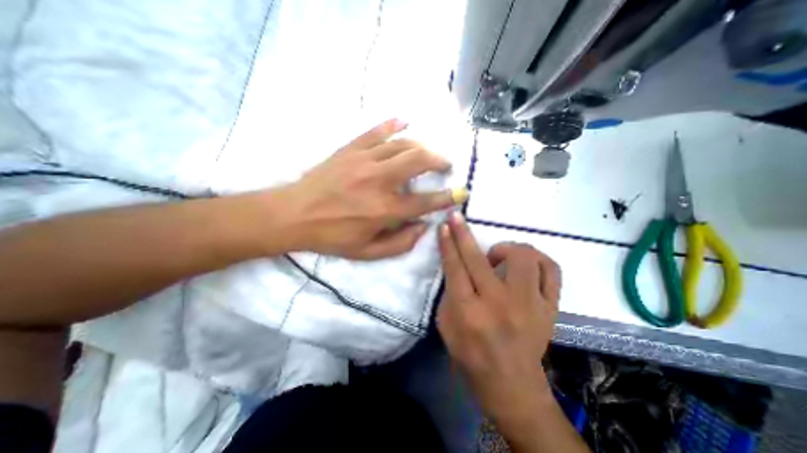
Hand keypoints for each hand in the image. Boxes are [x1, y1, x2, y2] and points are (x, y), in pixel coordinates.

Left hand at [278, 119, 456, 259]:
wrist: (294, 215)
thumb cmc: (332, 237)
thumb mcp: (368, 252)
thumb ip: (401, 243)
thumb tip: (423, 227)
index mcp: (385, 210)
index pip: (426, 201)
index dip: (447, 197)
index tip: (460, 192)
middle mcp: (379, 181)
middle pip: (419, 160)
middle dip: (439, 160)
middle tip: (445, 164)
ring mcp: (364, 160)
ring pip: (402, 144)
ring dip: (421, 146)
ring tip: (428, 152)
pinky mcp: (350, 149)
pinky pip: (376, 131)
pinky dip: (393, 124)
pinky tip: (404, 121)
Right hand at [435, 213, 562, 434]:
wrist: (511, 384)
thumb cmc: (470, 355)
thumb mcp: (446, 324)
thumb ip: (450, 291)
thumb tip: (457, 263)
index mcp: (469, 312)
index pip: (455, 267)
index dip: (449, 243)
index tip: (445, 224)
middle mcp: (499, 305)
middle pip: (479, 259)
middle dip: (463, 233)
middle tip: (457, 217)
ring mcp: (529, 305)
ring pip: (523, 257)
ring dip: (506, 248)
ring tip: (497, 257)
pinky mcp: (550, 308)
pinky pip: (551, 270)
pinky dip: (537, 260)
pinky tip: (525, 265)